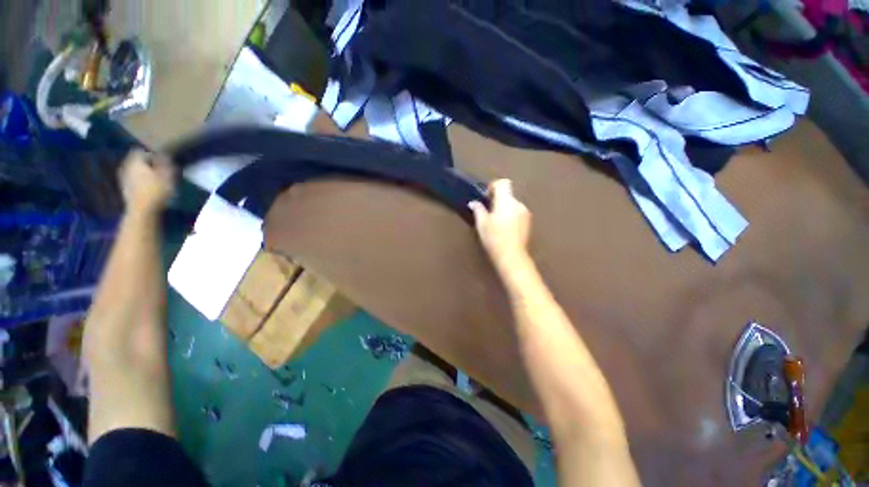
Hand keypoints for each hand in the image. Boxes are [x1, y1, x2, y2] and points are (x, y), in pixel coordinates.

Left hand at [118, 149, 175, 213]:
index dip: (151, 154)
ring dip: (141, 173)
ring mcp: (122, 178)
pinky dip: (138, 181)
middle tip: (157, 169)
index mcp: (135, 161)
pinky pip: (131, 180)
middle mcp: (125, 166)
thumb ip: (164, 163)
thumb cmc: (156, 190)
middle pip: (135, 160)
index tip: (161, 160)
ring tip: (152, 179)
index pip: (141, 151)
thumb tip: (163, 154)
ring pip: (132, 170)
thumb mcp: (167, 175)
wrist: (142, 210)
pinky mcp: (123, 189)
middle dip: (145, 164)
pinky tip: (145, 187)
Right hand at [469, 179, 531, 265]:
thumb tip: (474, 203)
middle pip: (508, 194)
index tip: (487, 196)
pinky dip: (510, 215)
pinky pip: (517, 212)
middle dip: (498, 200)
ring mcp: (525, 213)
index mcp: (506, 201)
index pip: (503, 183)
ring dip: (504, 208)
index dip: (494, 186)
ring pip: (512, 204)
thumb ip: (478, 210)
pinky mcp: (528, 222)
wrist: (512, 256)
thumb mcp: (482, 224)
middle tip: (488, 211)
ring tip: (496, 222)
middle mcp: (518, 204)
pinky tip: (505, 227)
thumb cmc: (494, 238)